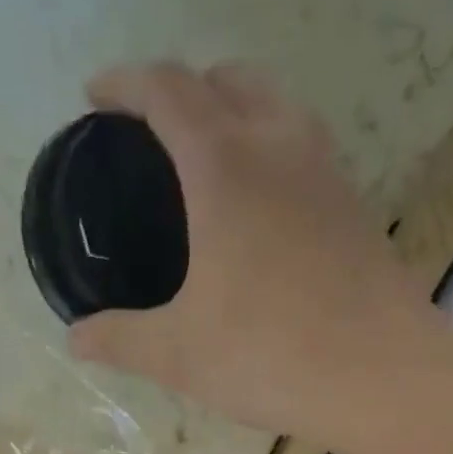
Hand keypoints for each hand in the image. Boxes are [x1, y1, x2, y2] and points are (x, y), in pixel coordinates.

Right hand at [67, 61, 437, 441]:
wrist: (377, 373)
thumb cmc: (266, 354)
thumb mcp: (176, 354)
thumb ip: (120, 340)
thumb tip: (76, 340)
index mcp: (224, 166)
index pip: (168, 90)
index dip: (126, 84)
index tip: (97, 98)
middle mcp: (279, 145)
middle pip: (227, 80)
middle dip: (183, 89)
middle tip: (152, 131)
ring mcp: (326, 170)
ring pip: (275, 105)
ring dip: (234, 110)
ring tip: (205, 160)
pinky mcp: (354, 204)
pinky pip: (304, 147)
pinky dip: (270, 149)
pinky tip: (259, 206)